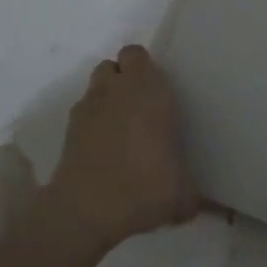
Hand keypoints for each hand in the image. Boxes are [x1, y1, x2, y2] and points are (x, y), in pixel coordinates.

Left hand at [45, 44, 197, 252]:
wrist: (86, 211)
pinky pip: (83, 111)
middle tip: (142, 103)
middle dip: (125, 76)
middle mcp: (116, 91)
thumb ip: (192, 194)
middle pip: (115, 64)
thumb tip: (198, 204)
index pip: (138, 55)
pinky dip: (93, 120)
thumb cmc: (142, 187)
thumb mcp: (181, 195)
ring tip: (122, 123)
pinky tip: (104, 146)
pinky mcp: (68, 130)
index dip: (146, 68)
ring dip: (108, 95)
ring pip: (97, 84)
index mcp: (148, 91)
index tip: (159, 89)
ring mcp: (88, 108)